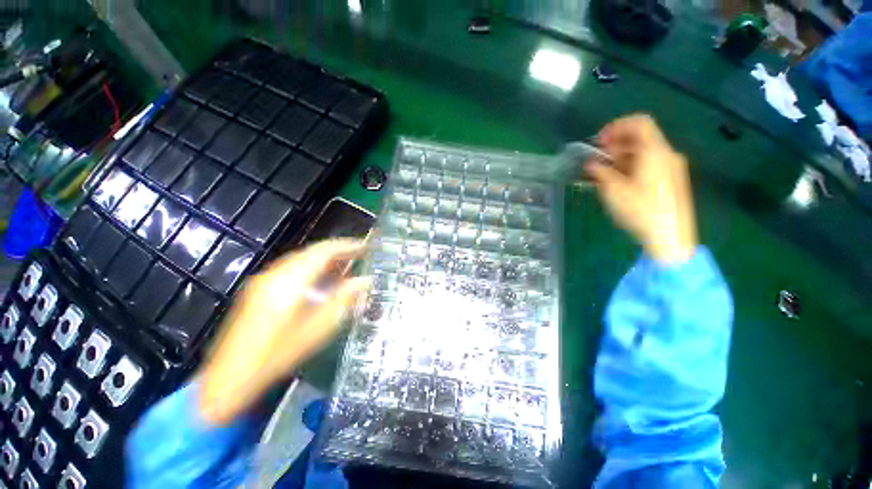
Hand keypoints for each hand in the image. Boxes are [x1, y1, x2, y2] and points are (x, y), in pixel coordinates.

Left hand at [197, 239, 369, 425]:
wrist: (230, 377)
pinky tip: (322, 279)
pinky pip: (292, 268)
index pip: (324, 251)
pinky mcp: (259, 288)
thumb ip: (344, 299)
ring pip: (302, 258)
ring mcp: (264, 279)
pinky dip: (312, 267)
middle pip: (312, 251)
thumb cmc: (279, 354)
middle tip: (360, 255)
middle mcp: (275, 273)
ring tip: (346, 266)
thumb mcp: (319, 328)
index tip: (366, 247)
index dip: (347, 246)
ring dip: (325, 259)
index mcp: (290, 281)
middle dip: (338, 251)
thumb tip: (366, 280)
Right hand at [585, 114, 697, 264]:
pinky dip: (631, 166)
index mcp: (655, 151)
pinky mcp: (670, 180)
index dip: (616, 127)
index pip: (639, 122)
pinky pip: (649, 164)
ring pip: (644, 152)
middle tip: (596, 160)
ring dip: (621, 157)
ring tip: (602, 172)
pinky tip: (617, 181)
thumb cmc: (641, 210)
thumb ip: (600, 172)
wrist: (671, 237)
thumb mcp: (614, 191)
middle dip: (615, 145)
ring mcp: (671, 167)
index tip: (598, 142)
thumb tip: (590, 163)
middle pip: (640, 138)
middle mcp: (666, 154)